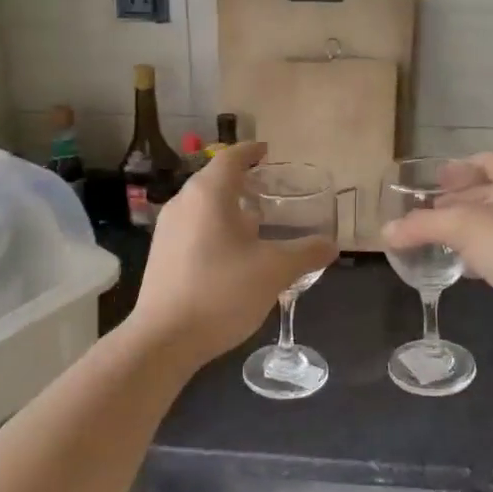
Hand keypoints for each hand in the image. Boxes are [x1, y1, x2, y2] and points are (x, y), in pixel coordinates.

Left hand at [130, 142, 337, 367]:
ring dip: (229, 206)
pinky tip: (233, 252)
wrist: (163, 340)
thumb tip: (331, 245)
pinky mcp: (160, 254)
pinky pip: (193, 226)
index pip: (231, 158)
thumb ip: (306, 253)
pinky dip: (215, 226)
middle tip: (270, 188)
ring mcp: (167, 229)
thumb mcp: (274, 271)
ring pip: (202, 205)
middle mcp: (183, 202)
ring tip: (257, 221)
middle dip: (242, 180)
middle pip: (214, 179)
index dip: (251, 151)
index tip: (268, 151)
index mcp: (208, 194)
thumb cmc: (221, 292)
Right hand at [380, 153, 492, 345]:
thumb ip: (421, 226)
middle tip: (430, 213)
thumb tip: (386, 232)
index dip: (456, 169)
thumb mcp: (462, 228)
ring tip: (442, 240)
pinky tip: (468, 268)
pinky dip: (486, 251)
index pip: (484, 160)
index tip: (433, 182)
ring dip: (471, 228)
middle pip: (491, 189)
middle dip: (459, 200)